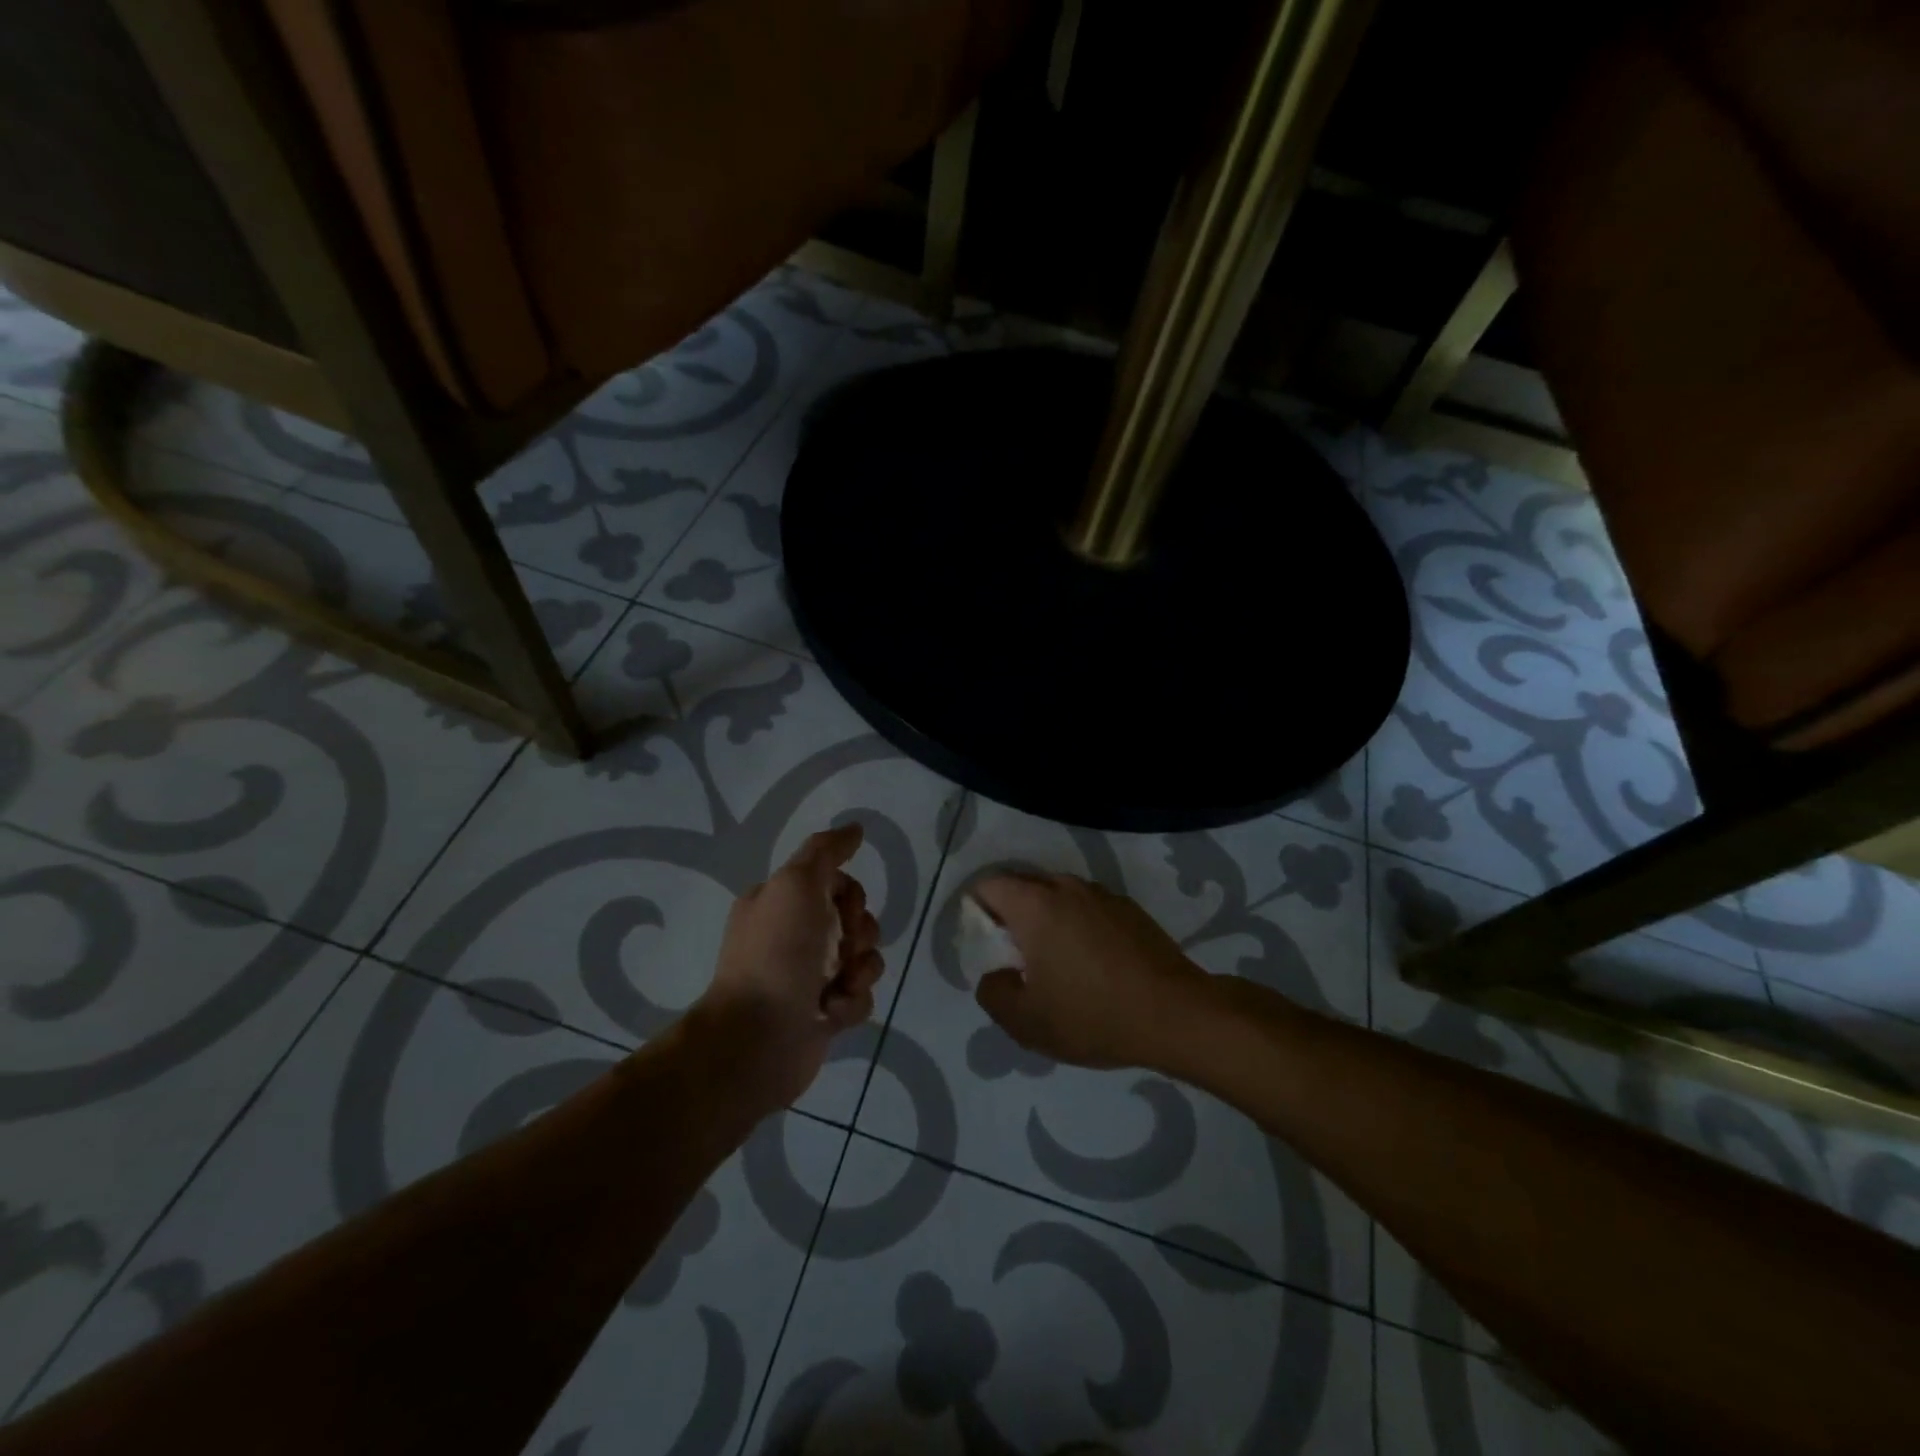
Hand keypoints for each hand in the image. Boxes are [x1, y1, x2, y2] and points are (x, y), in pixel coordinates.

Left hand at [695, 823, 884, 1107]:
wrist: (757, 1039)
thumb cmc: (776, 954)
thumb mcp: (796, 884)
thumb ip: (826, 851)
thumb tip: (855, 828)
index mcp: (779, 904)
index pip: (836, 883)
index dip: (851, 895)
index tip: (844, 910)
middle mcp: (792, 936)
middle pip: (856, 920)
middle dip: (861, 934)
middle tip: (843, 950)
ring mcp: (807, 977)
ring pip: (863, 959)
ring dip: (860, 971)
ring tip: (838, 988)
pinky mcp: (821, 1014)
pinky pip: (858, 997)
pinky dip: (851, 1003)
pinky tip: (830, 1014)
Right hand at [971, 873, 1208, 1069]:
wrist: (1176, 1014)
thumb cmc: (1093, 1015)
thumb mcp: (1026, 1022)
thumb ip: (993, 993)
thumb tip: (996, 975)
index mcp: (1035, 904)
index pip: (988, 885)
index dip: (977, 912)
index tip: (987, 947)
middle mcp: (1066, 887)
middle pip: (1022, 886)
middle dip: (1010, 916)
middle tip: (1017, 959)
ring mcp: (1102, 894)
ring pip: (1057, 896)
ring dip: (1046, 920)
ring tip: (1057, 964)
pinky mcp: (1129, 908)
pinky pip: (1087, 907)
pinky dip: (1078, 925)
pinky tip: (1093, 964)